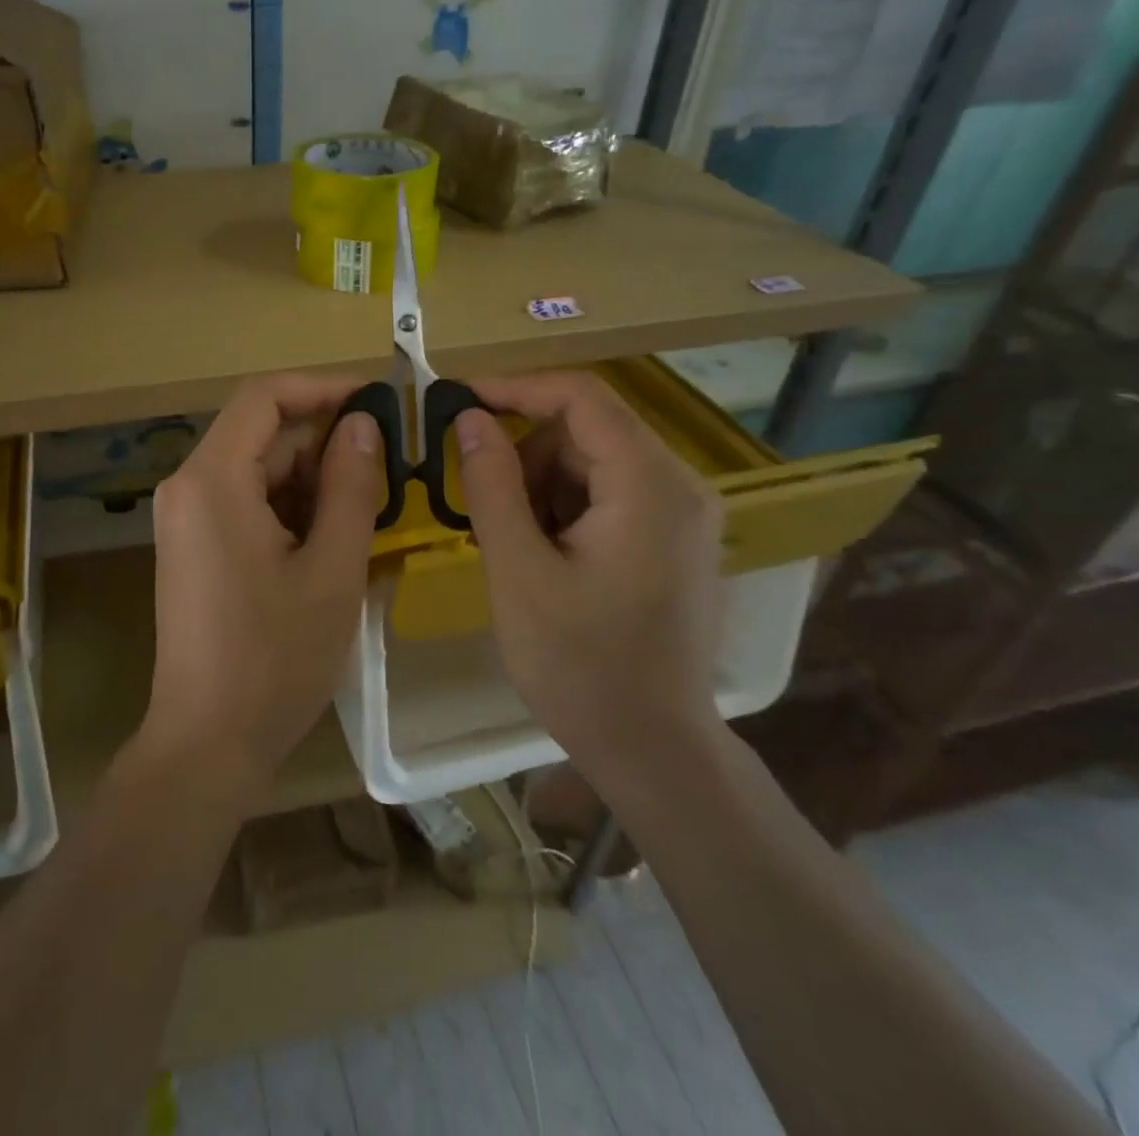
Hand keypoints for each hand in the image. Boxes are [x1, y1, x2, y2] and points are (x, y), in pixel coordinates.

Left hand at [144, 375, 382, 799]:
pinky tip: (336, 537)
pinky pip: (248, 503)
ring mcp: (187, 519)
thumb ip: (351, 486)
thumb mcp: (331, 570)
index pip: (264, 397)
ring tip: (374, 505)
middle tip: (391, 465)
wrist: (208, 743)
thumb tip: (363, 423)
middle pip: (262, 434)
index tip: (377, 401)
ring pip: (259, 470)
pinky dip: (292, 508)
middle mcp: (188, 486)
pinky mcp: (196, 546)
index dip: (322, 388)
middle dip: (326, 442)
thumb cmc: (274, 659)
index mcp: (211, 480)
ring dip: (314, 479)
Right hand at [455, 371, 726, 793]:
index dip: (515, 388)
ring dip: (540, 485)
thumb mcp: (518, 570)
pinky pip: (607, 494)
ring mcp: (681, 513)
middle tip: (476, 502)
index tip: (456, 400)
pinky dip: (562, 508)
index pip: (581, 397)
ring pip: (592, 462)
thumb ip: (491, 485)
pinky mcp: (672, 539)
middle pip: (587, 430)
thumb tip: (470, 417)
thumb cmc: (579, 664)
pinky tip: (539, 556)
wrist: (651, 749)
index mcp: (649, 485)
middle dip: (525, 454)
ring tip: (510, 544)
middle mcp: (678, 485)